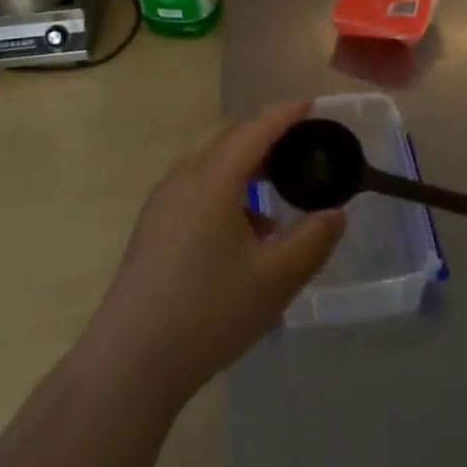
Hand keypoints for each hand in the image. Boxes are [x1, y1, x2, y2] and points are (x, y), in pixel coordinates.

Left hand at [79, 102, 344, 408]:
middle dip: (261, 134)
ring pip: (206, 161)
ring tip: (273, 193)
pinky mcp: (151, 226)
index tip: (310, 104)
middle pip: (225, 136)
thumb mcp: (276, 280)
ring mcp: (162, 203)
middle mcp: (183, 179)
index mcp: (213, 180)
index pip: (254, 130)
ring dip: (241, 163)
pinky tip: (242, 231)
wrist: (130, 361)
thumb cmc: (209, 313)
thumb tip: (336, 213)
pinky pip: (193, 186)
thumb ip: (313, 241)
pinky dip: (222, 187)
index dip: (284, 114)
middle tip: (296, 149)